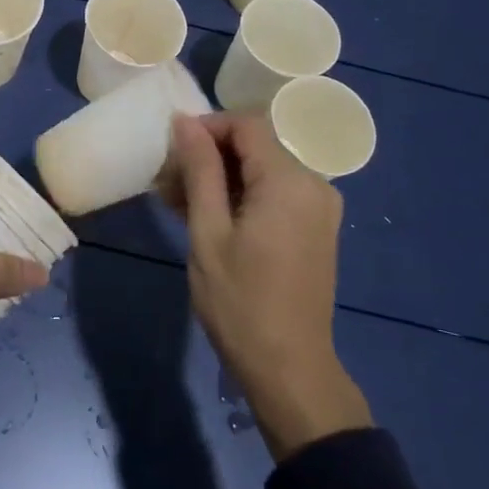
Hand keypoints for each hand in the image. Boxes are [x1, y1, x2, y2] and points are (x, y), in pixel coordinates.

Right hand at [169, 113, 370, 458]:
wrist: (290, 367)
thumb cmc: (240, 302)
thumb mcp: (209, 233)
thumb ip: (200, 171)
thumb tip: (185, 121)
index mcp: (289, 181)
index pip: (247, 125)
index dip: (206, 127)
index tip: (172, 150)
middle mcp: (314, 184)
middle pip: (257, 145)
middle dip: (210, 154)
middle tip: (168, 181)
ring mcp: (320, 206)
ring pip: (264, 169)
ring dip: (223, 177)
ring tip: (180, 201)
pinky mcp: (318, 227)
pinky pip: (277, 192)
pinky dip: (243, 194)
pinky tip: (210, 216)